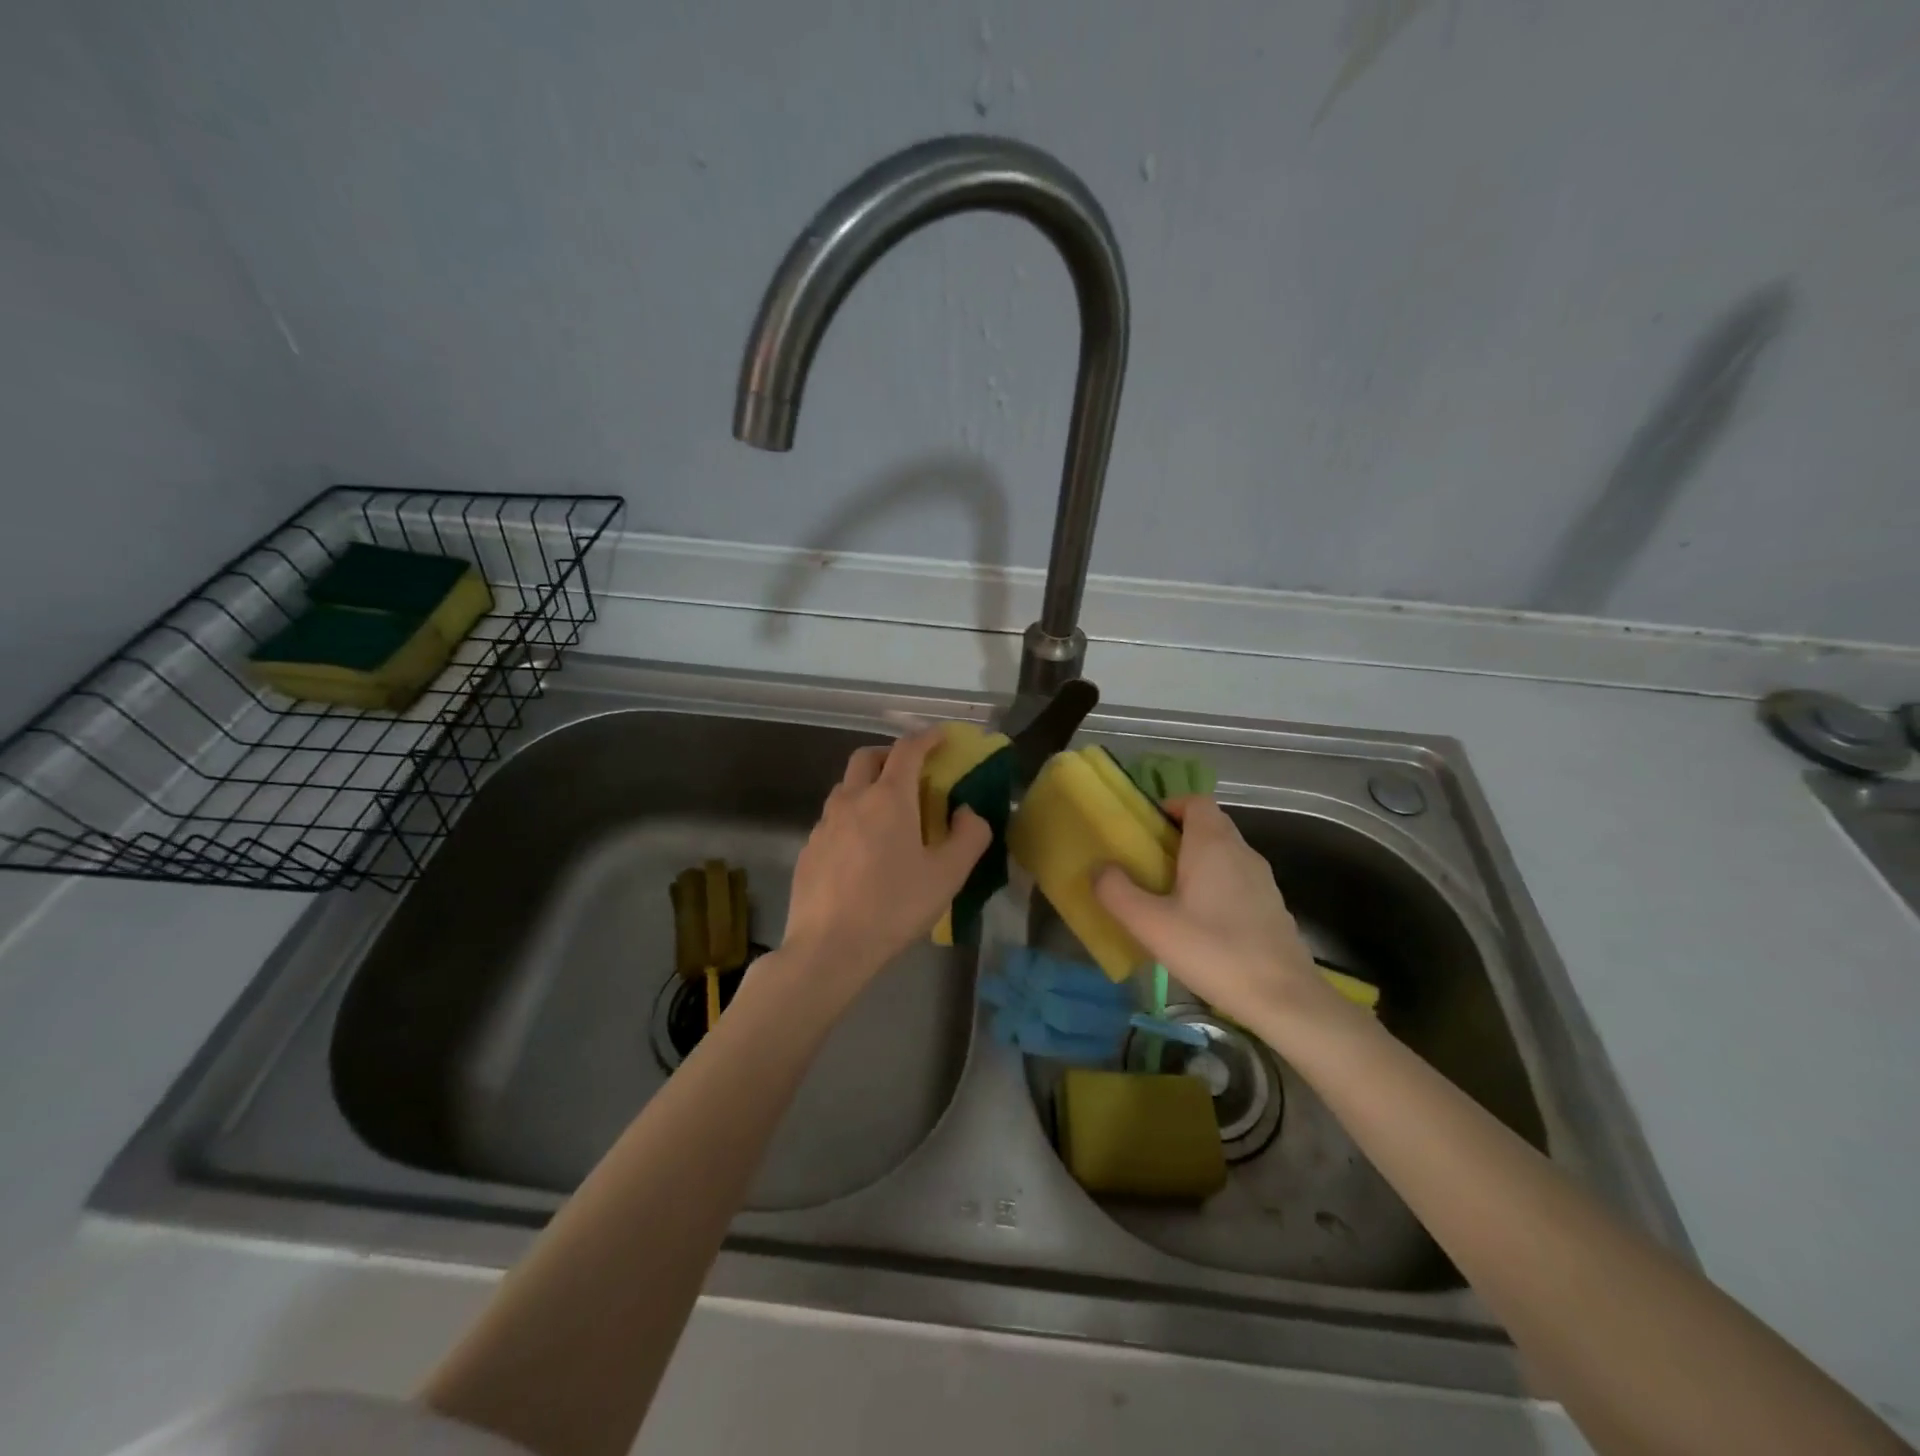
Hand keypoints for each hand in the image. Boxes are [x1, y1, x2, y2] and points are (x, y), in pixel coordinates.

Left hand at [778, 730, 991, 1007]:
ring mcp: (824, 824)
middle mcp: (852, 800)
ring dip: (868, 785)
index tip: (942, 735)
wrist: (829, 947)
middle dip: (890, 754)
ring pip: (845, 787)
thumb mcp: (947, 875)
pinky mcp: (808, 849)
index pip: (907, 750)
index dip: (927, 737)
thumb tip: (968, 811)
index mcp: (888, 799)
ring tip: (887, 814)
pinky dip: (851, 817)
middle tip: (911, 773)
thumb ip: (969, 836)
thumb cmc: (894, 907)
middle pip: (866, 757)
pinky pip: (832, 819)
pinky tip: (861, 851)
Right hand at [1094, 796, 1341, 1033]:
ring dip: (1197, 863)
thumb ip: (1117, 892)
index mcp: (1213, 844)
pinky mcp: (1272, 907)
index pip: (1196, 801)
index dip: (1170, 806)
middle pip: (1210, 825)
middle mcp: (1242, 852)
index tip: (1146, 829)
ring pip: (1225, 855)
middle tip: (1148, 863)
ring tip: (1169, 894)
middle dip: (1178, 836)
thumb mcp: (1151, 925)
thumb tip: (1100, 869)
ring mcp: (1263, 880)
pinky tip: (1201, 924)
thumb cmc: (1213, 951)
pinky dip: (1217, 887)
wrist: (1284, 998)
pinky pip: (1238, 881)